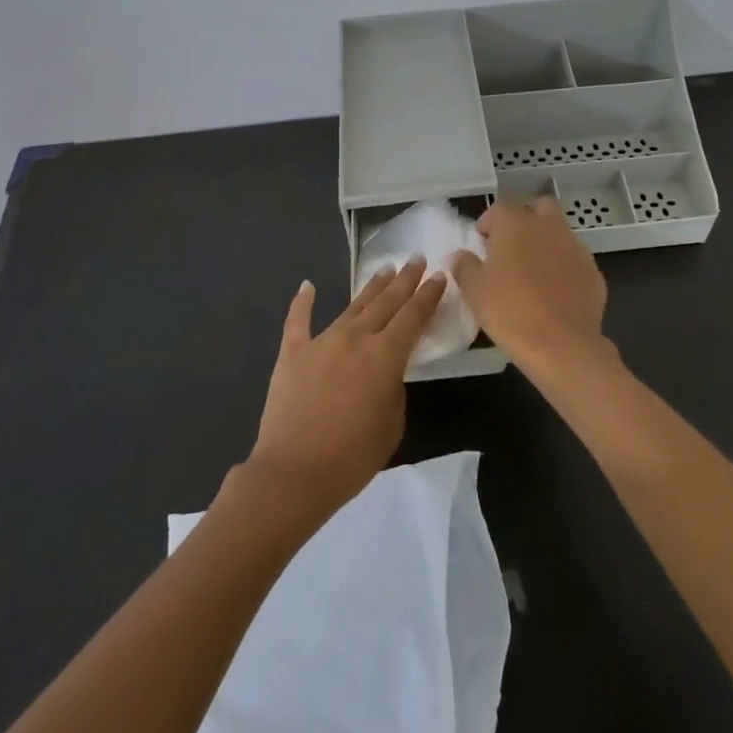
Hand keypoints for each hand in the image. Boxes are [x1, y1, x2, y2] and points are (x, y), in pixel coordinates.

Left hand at [246, 260, 444, 521]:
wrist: (293, 473)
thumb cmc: (351, 457)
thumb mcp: (392, 425)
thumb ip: (394, 390)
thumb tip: (385, 372)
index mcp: (385, 356)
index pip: (413, 316)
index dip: (428, 295)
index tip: (439, 275)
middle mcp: (356, 338)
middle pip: (386, 302)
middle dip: (405, 280)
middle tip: (416, 259)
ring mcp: (322, 341)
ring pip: (352, 306)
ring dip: (371, 287)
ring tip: (385, 270)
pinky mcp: (293, 352)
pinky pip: (298, 320)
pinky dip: (303, 301)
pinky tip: (307, 285)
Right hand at [451, 198, 609, 377]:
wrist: (561, 344)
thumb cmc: (509, 310)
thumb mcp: (474, 290)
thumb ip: (465, 266)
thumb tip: (460, 255)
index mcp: (516, 223)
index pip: (500, 208)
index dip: (489, 222)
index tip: (482, 242)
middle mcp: (548, 226)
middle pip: (539, 207)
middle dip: (527, 219)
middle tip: (512, 246)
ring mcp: (575, 247)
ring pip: (560, 233)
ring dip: (547, 243)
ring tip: (534, 273)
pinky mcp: (593, 271)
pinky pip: (575, 260)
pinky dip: (565, 268)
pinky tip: (555, 293)